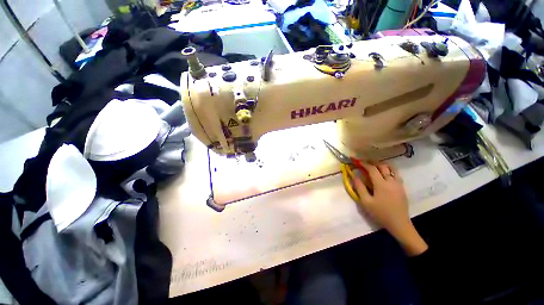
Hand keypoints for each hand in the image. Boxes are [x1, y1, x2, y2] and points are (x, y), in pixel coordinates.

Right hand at [351, 162, 427, 255]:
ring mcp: (398, 184)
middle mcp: (391, 181)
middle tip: (365, 161)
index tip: (357, 161)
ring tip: (374, 164)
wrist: (399, 223)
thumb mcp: (366, 202)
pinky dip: (389, 169)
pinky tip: (385, 173)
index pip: (372, 169)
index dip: (364, 163)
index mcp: (381, 184)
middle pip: (382, 166)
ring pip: (391, 168)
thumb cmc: (380, 213)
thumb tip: (354, 176)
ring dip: (382, 164)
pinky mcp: (402, 187)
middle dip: (372, 162)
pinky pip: (396, 174)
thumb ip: (359, 187)